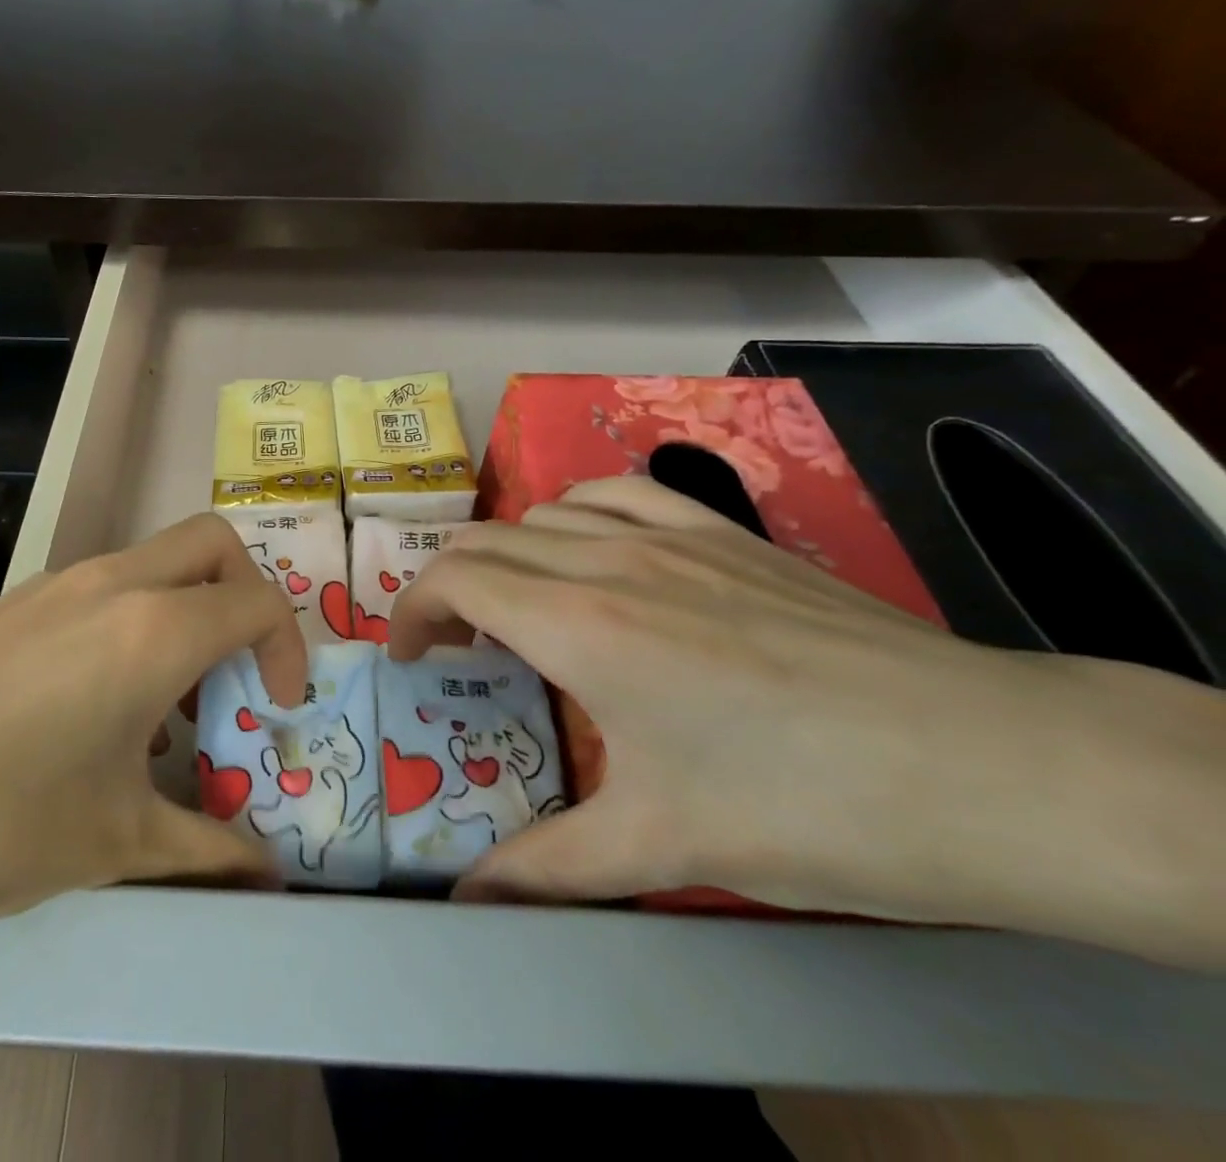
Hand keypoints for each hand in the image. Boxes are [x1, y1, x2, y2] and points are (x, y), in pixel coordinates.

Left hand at [0, 513, 305, 963]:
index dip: (288, 649)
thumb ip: (205, 851)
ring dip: (185, 611)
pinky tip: (97, 708)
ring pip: (155, 562)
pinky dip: (134, 621)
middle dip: (246, 595)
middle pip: (213, 544)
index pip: (258, 601)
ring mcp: (58, 583)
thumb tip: (263, 878)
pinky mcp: (15, 601)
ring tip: (167, 707)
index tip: (277, 708)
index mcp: (156, 628)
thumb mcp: (114, 843)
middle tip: (237, 672)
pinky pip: (104, 587)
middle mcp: (115, 583)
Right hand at [388, 478, 1225, 963]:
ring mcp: (669, 537)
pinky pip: (618, 494)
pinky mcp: (722, 533)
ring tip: (517, 605)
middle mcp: (607, 562)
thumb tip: (469, 903)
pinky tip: (590, 548)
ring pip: (544, 513)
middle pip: (485, 543)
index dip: (411, 613)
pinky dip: (575, 512)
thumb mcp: (662, 848)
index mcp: (578, 627)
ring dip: (506, 553)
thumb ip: (548, 870)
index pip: (454, 582)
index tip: (409, 659)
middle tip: (451, 648)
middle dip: (445, 588)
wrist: (988, 766)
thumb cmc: (806, 807)